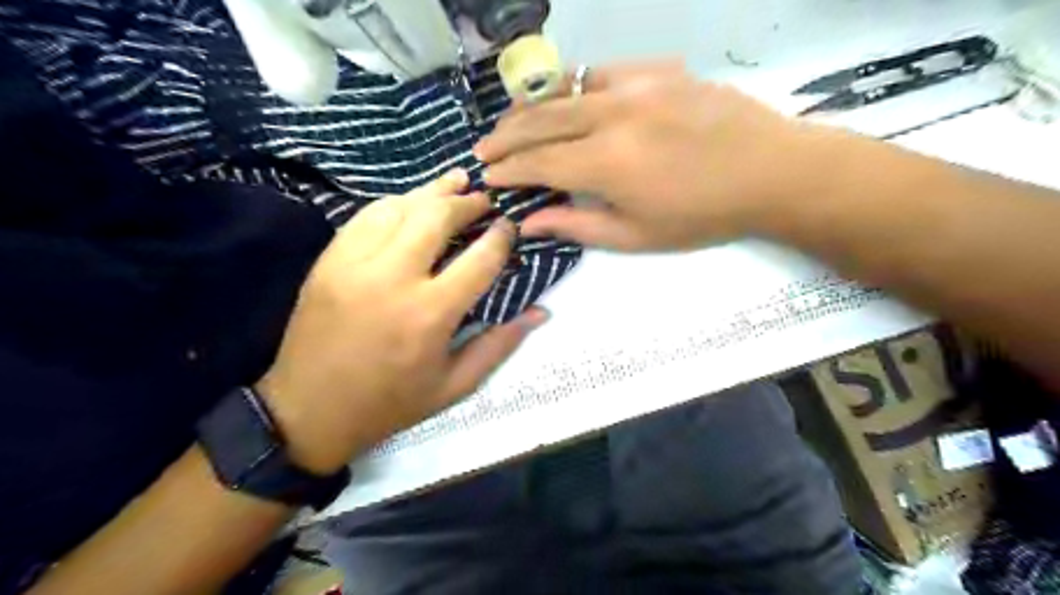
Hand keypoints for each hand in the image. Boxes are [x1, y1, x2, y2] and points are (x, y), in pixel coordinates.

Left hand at [251, 171, 540, 472]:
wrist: (309, 410)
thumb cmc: (390, 403)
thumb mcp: (455, 385)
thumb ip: (500, 344)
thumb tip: (541, 312)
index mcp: (430, 314)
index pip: (479, 259)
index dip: (500, 237)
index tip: (509, 226)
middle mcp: (393, 278)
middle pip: (437, 217)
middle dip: (467, 203)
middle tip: (484, 200)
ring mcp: (355, 263)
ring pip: (400, 207)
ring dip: (432, 192)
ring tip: (455, 183)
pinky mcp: (329, 260)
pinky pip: (366, 216)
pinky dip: (395, 203)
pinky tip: (410, 201)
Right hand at [473, 61, 826, 251]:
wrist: (770, 171)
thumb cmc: (701, 215)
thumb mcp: (636, 235)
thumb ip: (577, 225)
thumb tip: (529, 222)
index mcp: (606, 162)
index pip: (538, 163)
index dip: (508, 170)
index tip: (486, 176)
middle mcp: (612, 115)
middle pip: (541, 120)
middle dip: (505, 135)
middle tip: (483, 147)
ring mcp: (636, 85)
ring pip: (566, 90)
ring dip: (535, 109)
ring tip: (516, 124)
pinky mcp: (658, 70)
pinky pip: (602, 74)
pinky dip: (577, 90)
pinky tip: (574, 104)